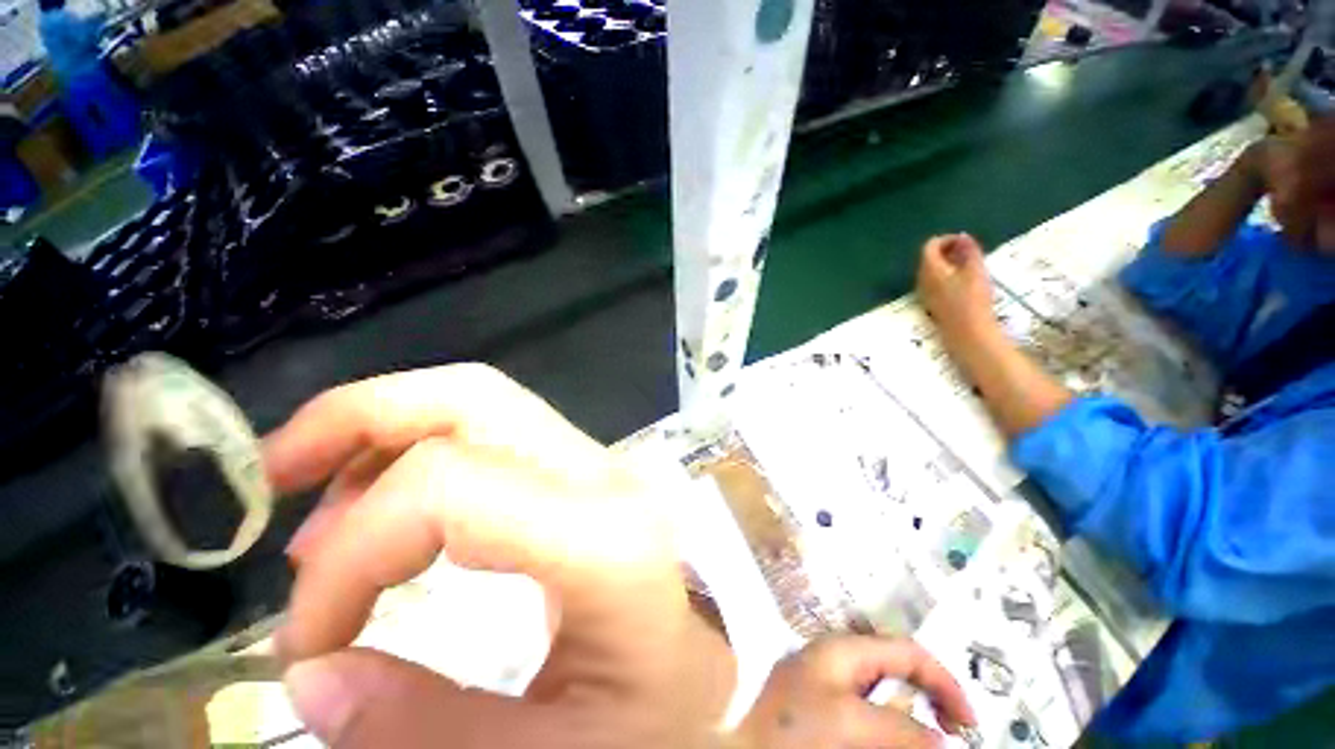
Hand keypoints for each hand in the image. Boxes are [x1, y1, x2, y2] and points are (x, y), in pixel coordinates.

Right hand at [264, 364, 734, 748]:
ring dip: (387, 436)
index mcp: (607, 537)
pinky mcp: (587, 473)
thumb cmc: (667, 719)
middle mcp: (604, 475)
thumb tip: (313, 678)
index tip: (306, 640)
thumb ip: (429, 732)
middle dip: (360, 417)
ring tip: (325, 520)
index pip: (451, 487)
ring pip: (482, 405)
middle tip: (278, 476)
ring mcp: (599, 464)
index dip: (352, 553)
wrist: (726, 668)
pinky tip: (392, 515)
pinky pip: (496, 435)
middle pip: (473, 398)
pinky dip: (425, 454)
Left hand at [733, 635, 976, 748]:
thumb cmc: (793, 729)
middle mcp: (840, 662)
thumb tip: (940, 740)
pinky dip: (887, 732)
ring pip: (887, 701)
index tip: (969, 724)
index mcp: (845, 651)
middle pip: (900, 675)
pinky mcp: (826, 713)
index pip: (907, 651)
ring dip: (909, 725)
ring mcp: (832, 687)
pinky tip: (893, 741)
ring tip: (923, 744)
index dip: (944, 681)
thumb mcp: (850, 722)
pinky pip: (869, 718)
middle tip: (953, 737)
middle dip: (930, 705)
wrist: (745, 748)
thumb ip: (899, 729)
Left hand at [916, 234, 996, 342]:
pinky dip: (947, 276)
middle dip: (948, 251)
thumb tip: (963, 236)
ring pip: (932, 271)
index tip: (966, 242)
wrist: (966, 332)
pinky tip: (964, 282)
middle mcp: (921, 280)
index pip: (930, 246)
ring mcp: (924, 293)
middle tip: (970, 253)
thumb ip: (969, 251)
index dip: (947, 239)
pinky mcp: (930, 303)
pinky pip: (934, 283)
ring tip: (970, 266)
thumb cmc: (972, 299)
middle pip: (929, 258)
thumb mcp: (975, 270)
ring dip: (948, 264)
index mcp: (930, 269)